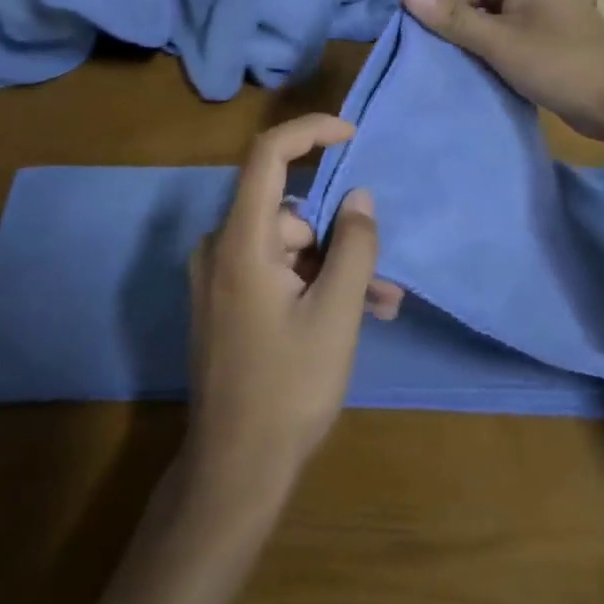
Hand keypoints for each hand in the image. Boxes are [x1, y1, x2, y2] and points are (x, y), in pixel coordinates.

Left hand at [183, 114, 393, 501]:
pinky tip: (352, 318)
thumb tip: (359, 197)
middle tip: (383, 279)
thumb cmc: (288, 389)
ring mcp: (221, 277)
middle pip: (290, 214)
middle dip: (340, 238)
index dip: (310, 133)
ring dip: (335, 270)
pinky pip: (276, 272)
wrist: (235, 470)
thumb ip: (353, 248)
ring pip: (290, 248)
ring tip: (380, 308)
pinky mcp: (227, 302)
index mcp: (241, 242)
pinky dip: (313, 285)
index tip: (352, 135)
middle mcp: (221, 249)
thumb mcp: (336, 315)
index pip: (267, 156)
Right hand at [403, 0, 603, 142]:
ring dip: (451, 20)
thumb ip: (453, 17)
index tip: (405, 10)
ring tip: (430, 48)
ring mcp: (526, 2)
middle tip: (413, 35)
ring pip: (473, 0)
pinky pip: (488, 21)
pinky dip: (470, 34)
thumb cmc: (563, 65)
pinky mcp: (529, 27)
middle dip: (435, 0)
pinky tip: (455, 55)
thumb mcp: (501, 43)